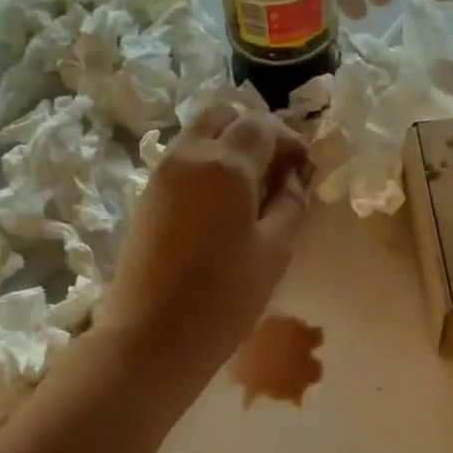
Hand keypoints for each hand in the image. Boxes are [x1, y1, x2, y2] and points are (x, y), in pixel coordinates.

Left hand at [100, 102, 310, 401]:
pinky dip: (208, 166)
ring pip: (199, 136)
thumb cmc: (224, 297)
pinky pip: (183, 162)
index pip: (262, 125)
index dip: (290, 139)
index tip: (306, 167)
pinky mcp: (147, 198)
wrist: (151, 337)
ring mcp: (161, 175)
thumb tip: (294, 178)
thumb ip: (291, 204)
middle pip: (223, 115)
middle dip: (254, 131)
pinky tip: (225, 206)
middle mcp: (188, 156)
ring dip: (229, 147)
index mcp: (225, 164)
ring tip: (253, 189)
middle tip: (278, 168)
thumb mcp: (275, 251)